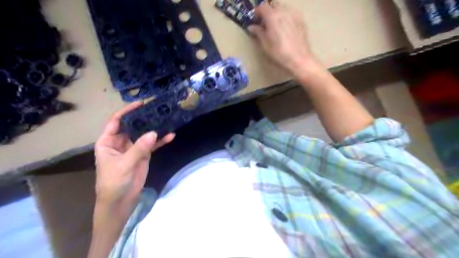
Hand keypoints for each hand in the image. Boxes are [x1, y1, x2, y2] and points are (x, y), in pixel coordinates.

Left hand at [93, 101, 175, 213]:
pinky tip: (171, 136)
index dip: (126, 112)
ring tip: (166, 119)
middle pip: (133, 126)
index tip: (140, 104)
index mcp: (108, 141)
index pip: (116, 122)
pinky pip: (153, 145)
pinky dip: (161, 141)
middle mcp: (121, 142)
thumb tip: (153, 132)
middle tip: (157, 109)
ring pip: (144, 134)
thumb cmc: (113, 182)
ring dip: (155, 128)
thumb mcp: (124, 164)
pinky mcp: (144, 155)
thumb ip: (138, 148)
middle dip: (144, 118)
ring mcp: (134, 148)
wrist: (121, 201)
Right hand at [248, 1, 319, 75]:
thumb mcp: (265, 45)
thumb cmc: (279, 54)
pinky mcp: (301, 20)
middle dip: (267, 11)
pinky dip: (285, 17)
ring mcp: (294, 14)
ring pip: (282, 8)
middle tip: (264, 23)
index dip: (257, 12)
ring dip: (277, 14)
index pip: (262, 7)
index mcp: (272, 17)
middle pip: (273, 5)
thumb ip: (258, 33)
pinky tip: (284, 29)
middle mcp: (283, 11)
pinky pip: (290, 13)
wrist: (299, 59)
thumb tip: (251, 27)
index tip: (255, 20)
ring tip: (275, 26)